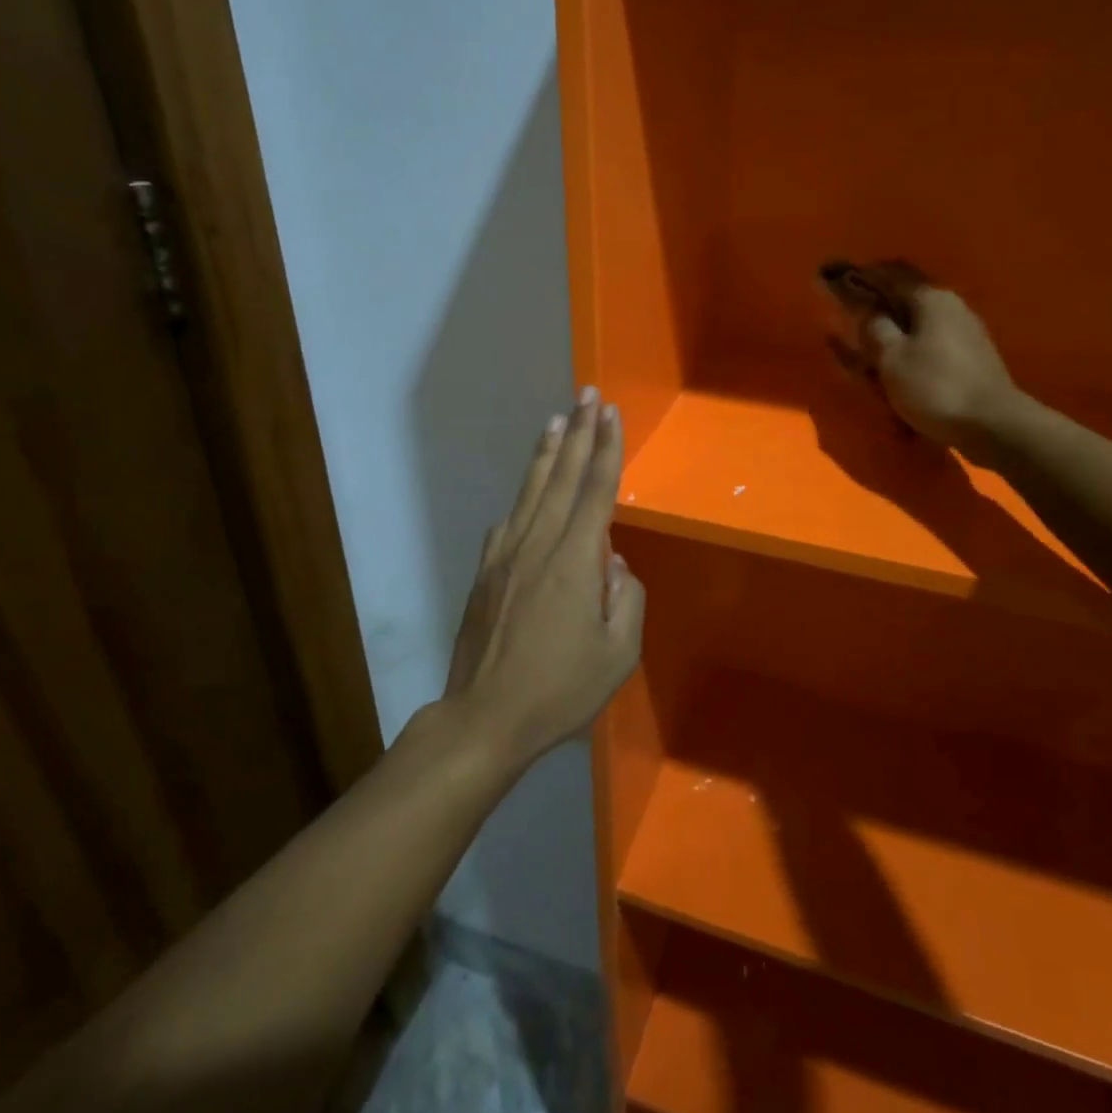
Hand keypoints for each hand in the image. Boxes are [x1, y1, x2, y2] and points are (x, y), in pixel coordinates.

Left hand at [442, 388, 644, 773]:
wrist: (485, 717)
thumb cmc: (560, 690)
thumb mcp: (618, 654)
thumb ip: (626, 599)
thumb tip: (613, 564)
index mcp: (574, 562)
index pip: (596, 491)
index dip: (606, 449)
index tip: (611, 414)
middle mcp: (538, 544)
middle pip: (563, 477)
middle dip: (579, 432)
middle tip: (588, 394)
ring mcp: (506, 555)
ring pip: (531, 490)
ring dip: (547, 452)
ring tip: (557, 419)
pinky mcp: (486, 571)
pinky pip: (510, 520)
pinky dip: (524, 495)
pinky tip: (529, 488)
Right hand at [862, 281, 1026, 456]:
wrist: (993, 425)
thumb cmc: (934, 387)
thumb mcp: (891, 358)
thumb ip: (875, 328)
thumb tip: (870, 312)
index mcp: (930, 298)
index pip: (888, 275)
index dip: (860, 277)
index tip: (834, 280)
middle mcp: (951, 306)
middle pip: (905, 300)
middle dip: (878, 310)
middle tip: (852, 324)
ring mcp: (965, 331)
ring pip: (918, 326)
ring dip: (894, 337)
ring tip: (871, 360)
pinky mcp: (971, 357)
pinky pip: (931, 347)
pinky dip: (911, 355)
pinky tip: (900, 376)